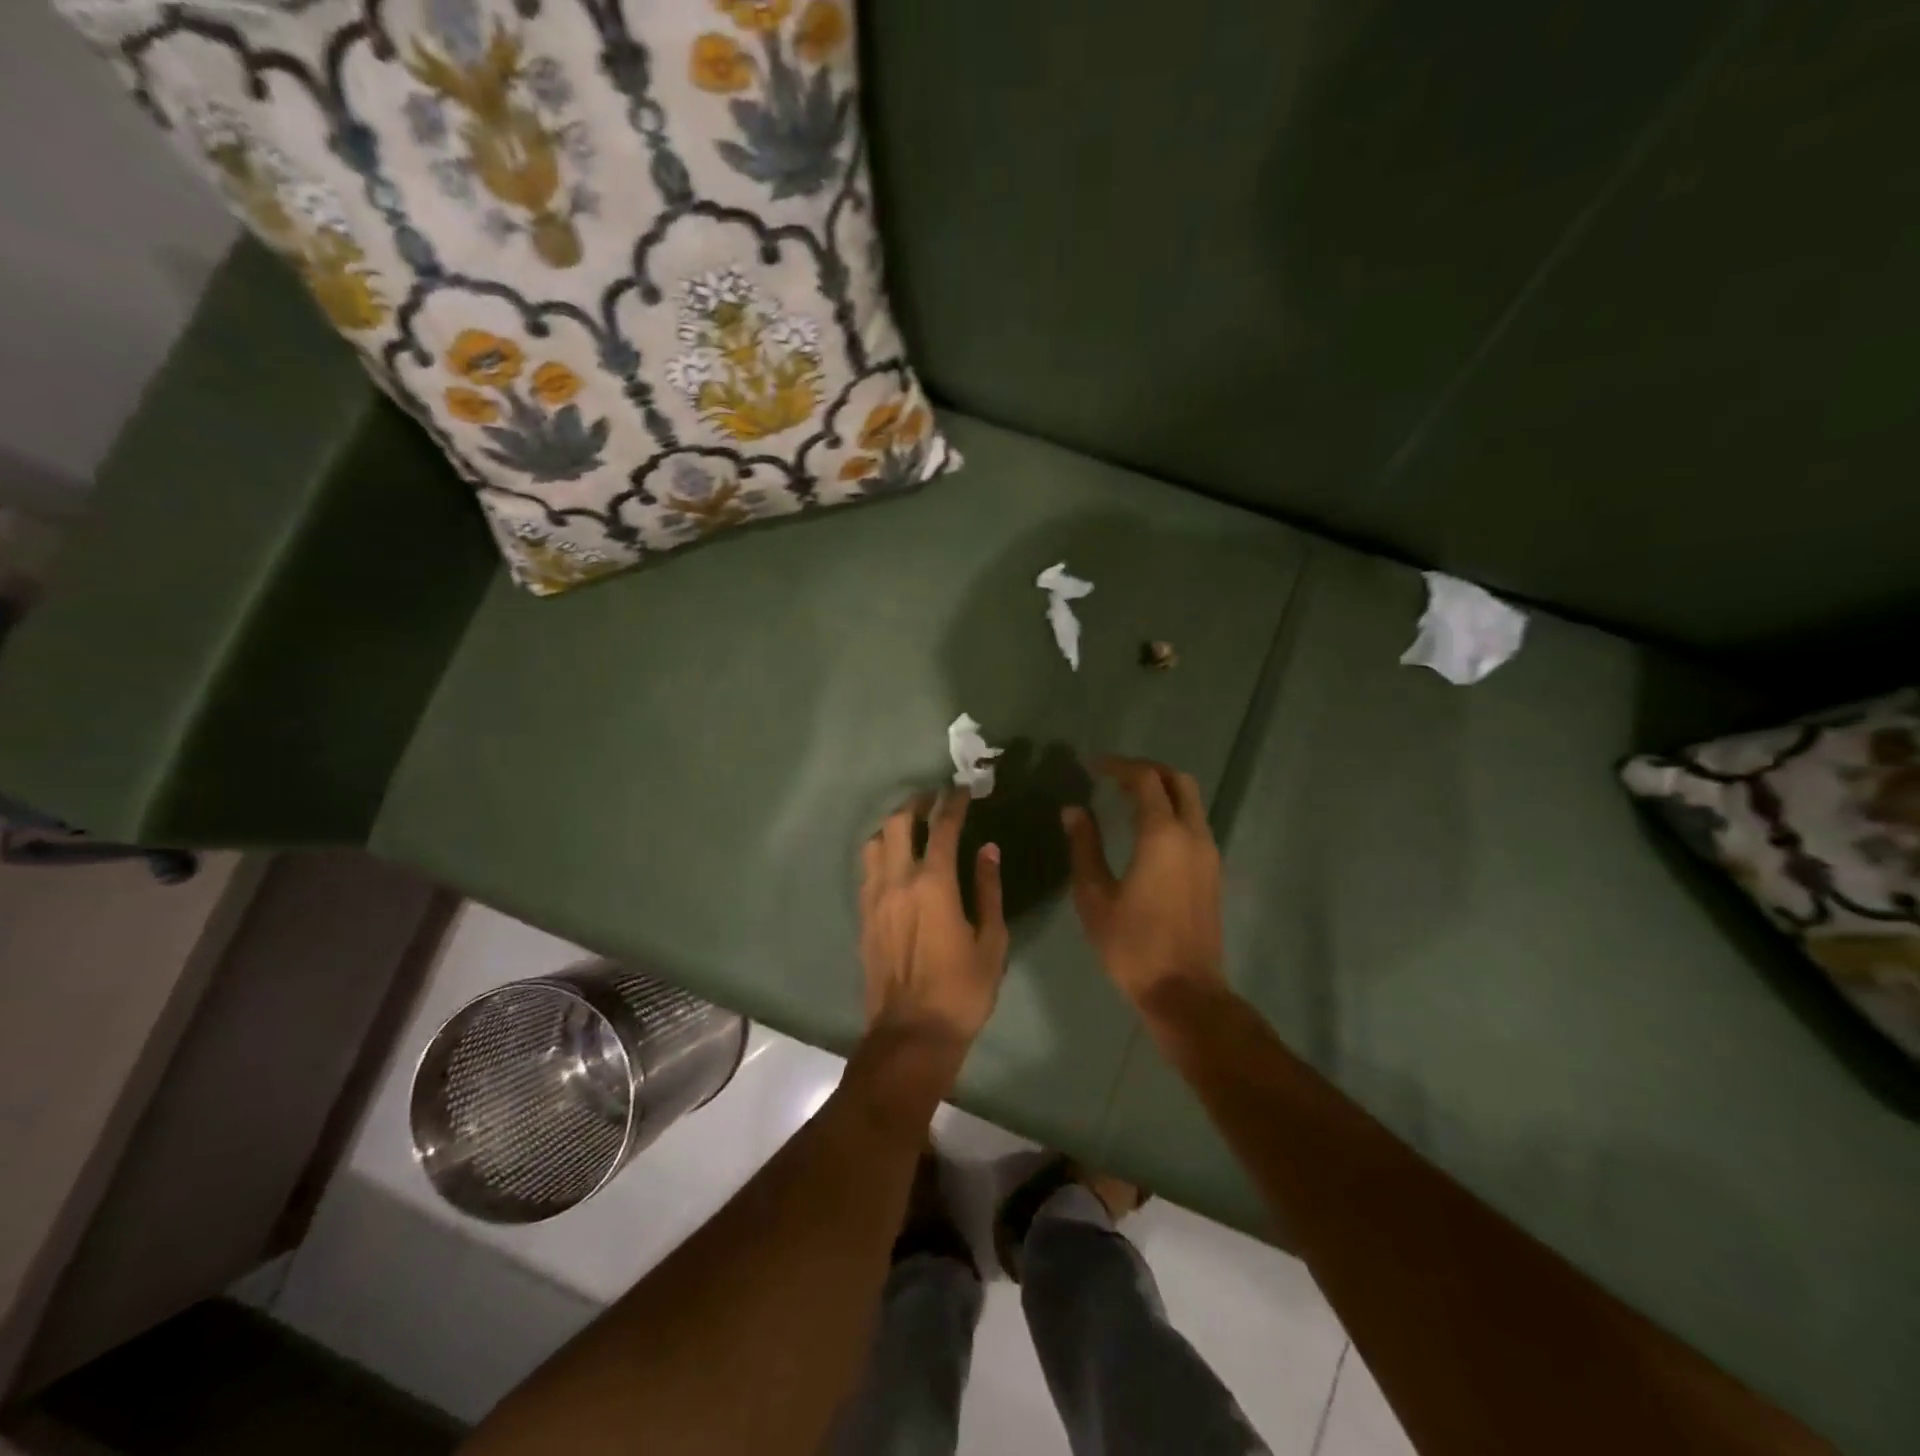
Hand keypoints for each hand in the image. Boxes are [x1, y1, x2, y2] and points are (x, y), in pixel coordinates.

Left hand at [860, 789, 1009, 1050]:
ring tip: (911, 825)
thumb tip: (988, 850)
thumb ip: (988, 889)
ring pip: (874, 842)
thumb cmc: (961, 990)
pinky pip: (867, 869)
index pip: (942, 828)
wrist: (911, 1034)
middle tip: (934, 798)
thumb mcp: (991, 941)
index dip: (953, 804)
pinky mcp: (863, 916)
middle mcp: (898, 881)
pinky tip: (895, 860)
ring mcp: (874, 898)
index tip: (962, 790)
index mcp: (934, 884)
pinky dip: (881, 852)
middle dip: (917, 804)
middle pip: (898, 823)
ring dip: (893, 825)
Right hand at [1063, 756, 1226, 1006]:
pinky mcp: (1213, 872)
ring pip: (1191, 801)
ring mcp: (1209, 853)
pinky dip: (1171, 811)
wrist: (1185, 991)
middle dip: (1147, 771)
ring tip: (1126, 799)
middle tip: (1114, 776)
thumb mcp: (1094, 896)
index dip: (1117, 766)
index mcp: (1162, 835)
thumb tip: (1073, 810)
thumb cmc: (1132, 945)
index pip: (1144, 780)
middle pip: (1178, 781)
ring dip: (1162, 790)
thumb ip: (1084, 846)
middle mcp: (1192, 835)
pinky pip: (1194, 823)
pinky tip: (1145, 831)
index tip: (1092, 767)